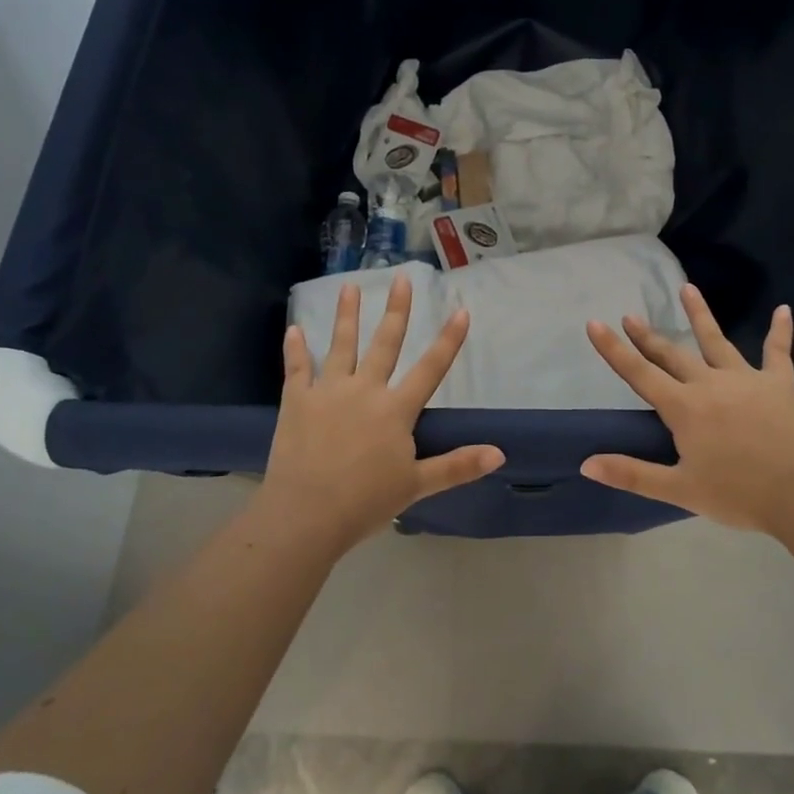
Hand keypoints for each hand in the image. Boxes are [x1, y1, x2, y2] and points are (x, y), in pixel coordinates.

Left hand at [257, 275, 503, 553]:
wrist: (306, 515)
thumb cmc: (365, 502)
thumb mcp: (417, 485)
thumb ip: (458, 466)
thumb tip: (500, 454)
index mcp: (395, 410)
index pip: (430, 369)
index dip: (448, 340)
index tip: (461, 310)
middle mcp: (365, 390)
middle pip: (385, 344)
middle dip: (396, 310)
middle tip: (401, 279)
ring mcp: (328, 392)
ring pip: (341, 346)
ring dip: (346, 315)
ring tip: (349, 286)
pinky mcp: (297, 402)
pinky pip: (297, 369)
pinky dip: (295, 349)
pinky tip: (293, 329)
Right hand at [583, 286, 793, 535]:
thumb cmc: (739, 495)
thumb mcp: (680, 490)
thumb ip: (631, 474)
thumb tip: (587, 464)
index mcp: (684, 408)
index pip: (639, 373)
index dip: (614, 349)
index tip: (595, 323)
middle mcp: (710, 384)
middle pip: (672, 354)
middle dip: (648, 335)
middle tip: (630, 315)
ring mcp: (746, 379)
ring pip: (717, 341)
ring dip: (700, 314)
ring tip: (687, 288)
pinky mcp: (780, 383)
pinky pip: (778, 352)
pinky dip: (780, 331)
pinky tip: (784, 310)